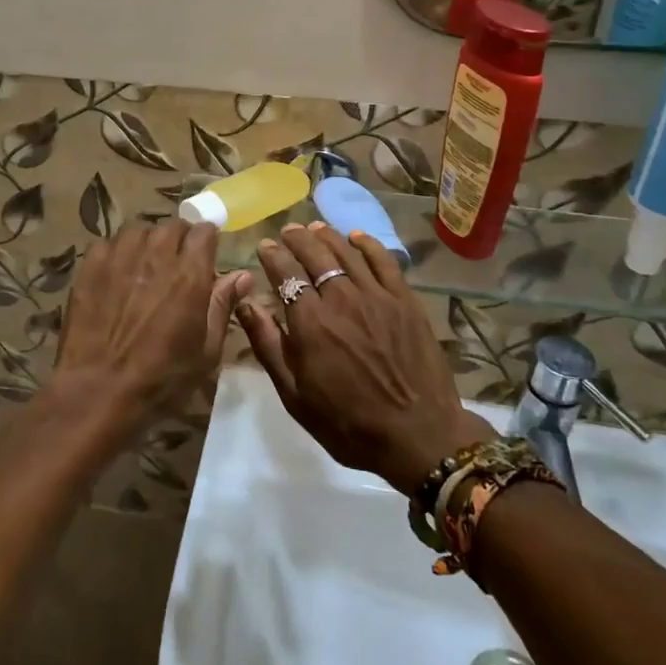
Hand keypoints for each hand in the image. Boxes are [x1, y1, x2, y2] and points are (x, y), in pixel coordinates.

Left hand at [47, 219, 252, 449]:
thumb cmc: (161, 378)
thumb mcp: (206, 351)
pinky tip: (117, 272)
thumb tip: (243, 275)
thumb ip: (223, 306)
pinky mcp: (90, 266)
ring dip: (148, 241)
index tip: (207, 254)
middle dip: (180, 238)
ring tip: (146, 263)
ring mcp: (120, 257)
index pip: (204, 231)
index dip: (208, 239)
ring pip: (139, 229)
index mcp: (190, 274)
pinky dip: (117, 251)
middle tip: (178, 262)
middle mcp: (156, 255)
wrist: (98, 391)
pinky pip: (108, 242)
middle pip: (172, 226)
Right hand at [235, 221, 492, 495]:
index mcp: (310, 323)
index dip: (273, 256)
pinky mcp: (405, 301)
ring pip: (347, 253)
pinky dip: (367, 244)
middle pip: (315, 255)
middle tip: (288, 231)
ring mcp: (377, 296)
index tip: (264, 246)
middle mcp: (341, 299)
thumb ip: (268, 345)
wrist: (419, 437)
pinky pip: (384, 261)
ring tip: (314, 228)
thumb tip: (246, 304)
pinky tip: (357, 237)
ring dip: (327, 236)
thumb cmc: (348, 424)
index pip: (285, 274)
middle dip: (297, 239)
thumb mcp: (295, 395)